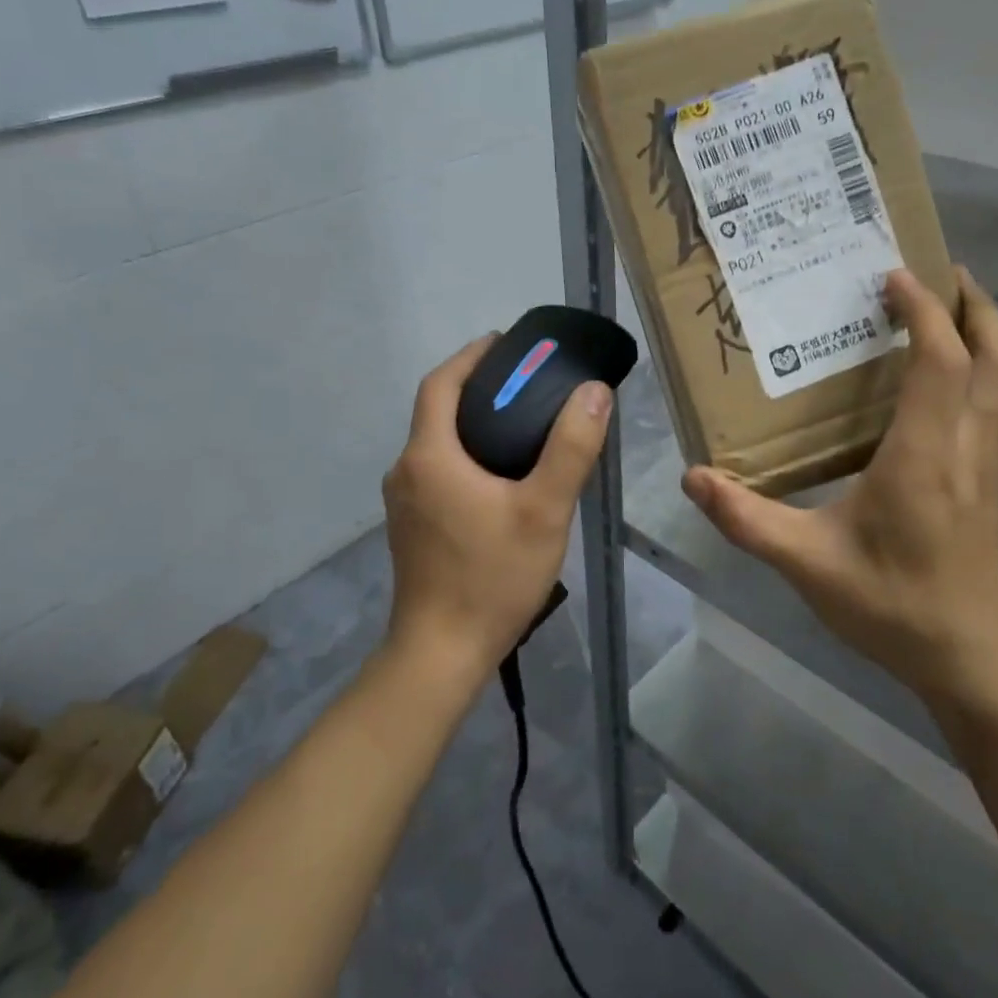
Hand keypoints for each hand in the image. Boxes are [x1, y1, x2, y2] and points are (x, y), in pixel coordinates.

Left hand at [382, 335, 613, 680]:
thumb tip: (594, 392)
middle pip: (437, 411)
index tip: (506, 343)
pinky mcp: (411, 527)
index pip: (441, 384)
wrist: (441, 654)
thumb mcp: (544, 510)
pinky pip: (437, 471)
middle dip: (477, 387)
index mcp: (430, 456)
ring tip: (523, 424)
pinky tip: (502, 475)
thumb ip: (571, 448)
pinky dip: (466, 455)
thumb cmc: (492, 577)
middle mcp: (407, 471)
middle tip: (528, 383)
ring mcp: (403, 502)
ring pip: (437, 444)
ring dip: (472, 423)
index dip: (471, 356)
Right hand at [682, 268, 997, 705]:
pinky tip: (964, 373)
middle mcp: (968, 446)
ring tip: (954, 307)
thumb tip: (694, 478)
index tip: (893, 275)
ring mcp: (993, 463)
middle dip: (972, 305)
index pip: (940, 361)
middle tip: (940, 271)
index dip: (922, 311)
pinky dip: (993, 369)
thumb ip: (748, 519)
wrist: (969, 655)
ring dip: (990, 332)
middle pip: (994, 356)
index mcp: (924, 455)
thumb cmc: (891, 604)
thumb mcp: (806, 564)